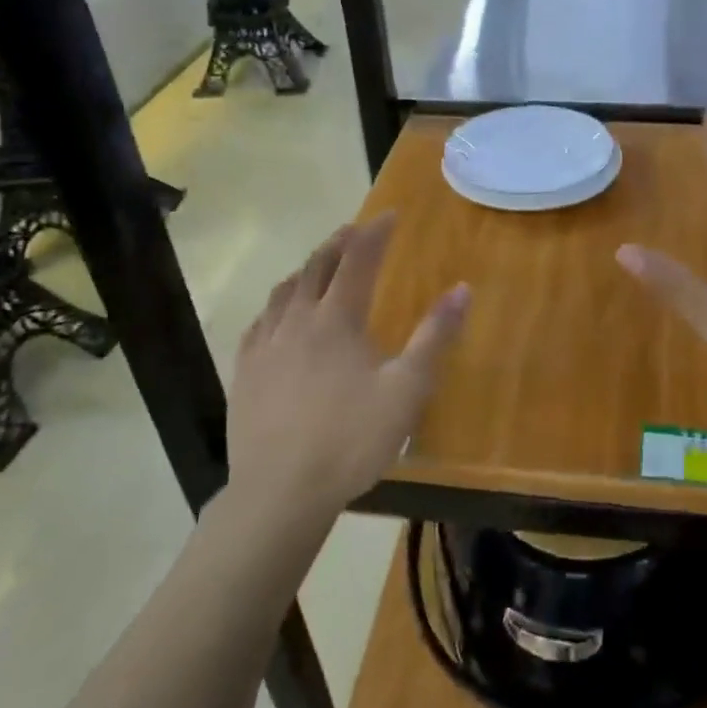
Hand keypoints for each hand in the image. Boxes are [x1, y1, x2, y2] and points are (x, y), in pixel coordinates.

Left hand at [229, 214, 468, 522]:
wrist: (280, 493)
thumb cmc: (351, 440)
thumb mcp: (407, 390)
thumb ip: (435, 337)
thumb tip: (462, 289)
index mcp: (336, 320)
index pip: (358, 260)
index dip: (375, 233)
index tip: (390, 215)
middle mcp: (297, 321)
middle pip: (316, 267)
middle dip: (339, 243)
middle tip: (355, 230)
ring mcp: (264, 347)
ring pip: (284, 292)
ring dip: (306, 270)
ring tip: (318, 265)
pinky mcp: (244, 373)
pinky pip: (259, 324)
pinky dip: (275, 306)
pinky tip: (277, 316)